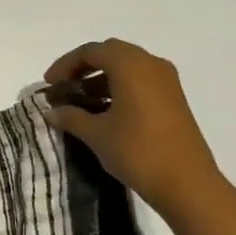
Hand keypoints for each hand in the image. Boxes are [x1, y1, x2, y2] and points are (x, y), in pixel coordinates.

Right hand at [44, 39, 229, 221]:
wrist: (186, 183)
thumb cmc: (137, 151)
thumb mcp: (96, 134)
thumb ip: (71, 117)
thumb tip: (51, 111)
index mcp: (131, 66)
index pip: (91, 51)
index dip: (65, 65)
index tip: (48, 85)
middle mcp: (151, 65)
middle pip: (111, 53)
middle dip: (83, 67)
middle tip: (63, 87)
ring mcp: (166, 81)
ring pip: (127, 67)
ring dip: (100, 79)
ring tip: (79, 102)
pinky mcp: (173, 99)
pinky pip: (140, 81)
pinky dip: (118, 88)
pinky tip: (103, 111)